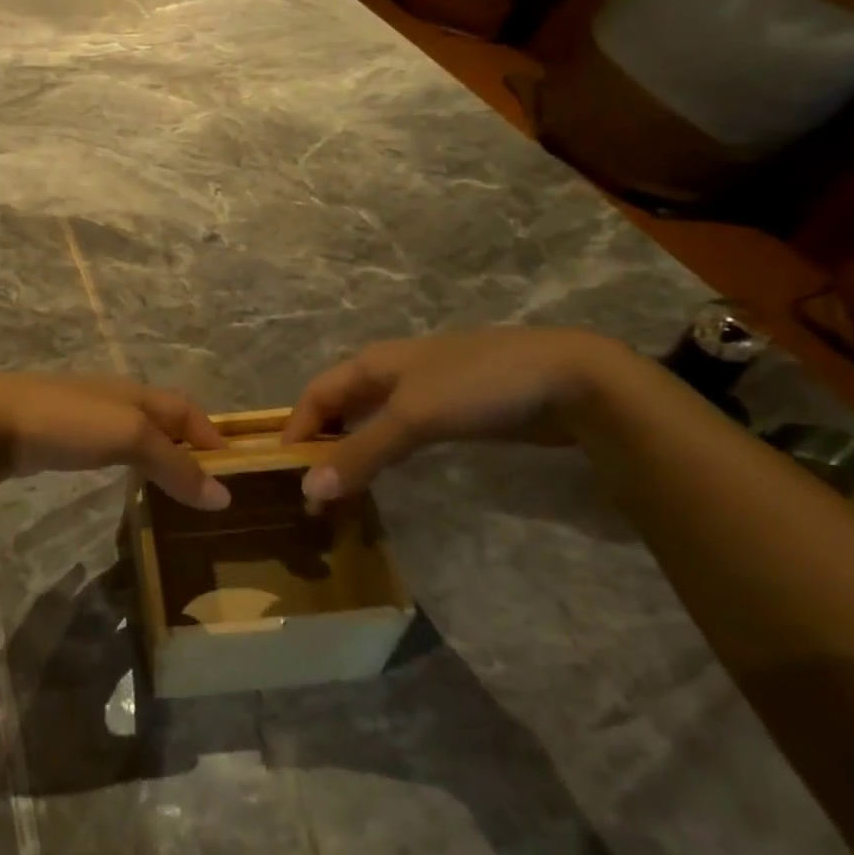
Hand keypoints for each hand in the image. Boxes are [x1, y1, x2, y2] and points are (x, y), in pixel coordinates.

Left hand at [0, 373, 231, 509]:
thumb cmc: (65, 422)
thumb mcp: (128, 436)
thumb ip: (174, 464)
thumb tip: (222, 496)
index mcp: (135, 393)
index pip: (187, 409)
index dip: (212, 435)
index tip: (235, 471)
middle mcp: (113, 400)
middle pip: (162, 420)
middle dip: (188, 447)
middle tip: (207, 487)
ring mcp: (83, 418)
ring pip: (134, 435)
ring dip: (157, 458)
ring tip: (174, 491)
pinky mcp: (58, 439)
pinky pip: (106, 450)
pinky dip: (127, 466)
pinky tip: (124, 485)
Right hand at [282, 329, 627, 502]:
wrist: (570, 379)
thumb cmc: (479, 386)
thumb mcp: (414, 417)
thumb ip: (361, 453)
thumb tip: (308, 490)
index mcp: (372, 363)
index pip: (315, 395)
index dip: (296, 429)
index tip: (282, 473)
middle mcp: (390, 374)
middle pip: (339, 408)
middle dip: (320, 444)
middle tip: (311, 491)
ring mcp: (423, 393)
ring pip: (369, 423)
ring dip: (350, 453)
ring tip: (339, 491)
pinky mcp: (452, 413)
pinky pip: (400, 434)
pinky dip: (382, 455)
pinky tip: (384, 476)